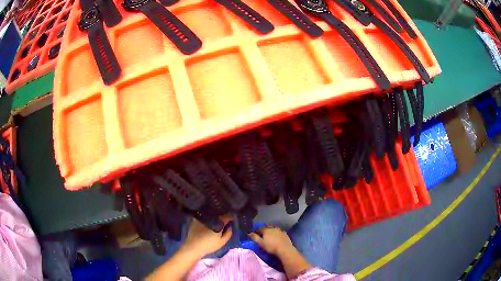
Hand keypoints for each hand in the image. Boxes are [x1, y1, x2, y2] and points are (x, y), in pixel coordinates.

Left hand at [181, 216, 232, 256]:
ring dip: (215, 215)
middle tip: (225, 220)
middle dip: (223, 215)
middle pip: (219, 213)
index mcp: (218, 222)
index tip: (232, 219)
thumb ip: (229, 233)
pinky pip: (204, 215)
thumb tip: (230, 226)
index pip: (227, 216)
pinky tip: (208, 221)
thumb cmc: (209, 245)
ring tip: (217, 220)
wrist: (193, 246)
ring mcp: (202, 217)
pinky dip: (207, 216)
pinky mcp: (196, 219)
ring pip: (211, 213)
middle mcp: (210, 217)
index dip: (231, 217)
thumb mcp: (222, 241)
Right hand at [248, 226, 294, 255]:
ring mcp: (280, 230)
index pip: (259, 228)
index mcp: (266, 230)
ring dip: (270, 231)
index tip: (255, 235)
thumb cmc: (271, 247)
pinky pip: (279, 232)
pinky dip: (276, 233)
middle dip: (263, 230)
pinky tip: (276, 237)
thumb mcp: (260, 243)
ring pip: (273, 229)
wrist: (284, 249)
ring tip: (269, 237)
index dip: (256, 231)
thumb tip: (248, 233)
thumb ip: (254, 237)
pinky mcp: (285, 234)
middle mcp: (273, 228)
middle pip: (266, 228)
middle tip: (262, 236)